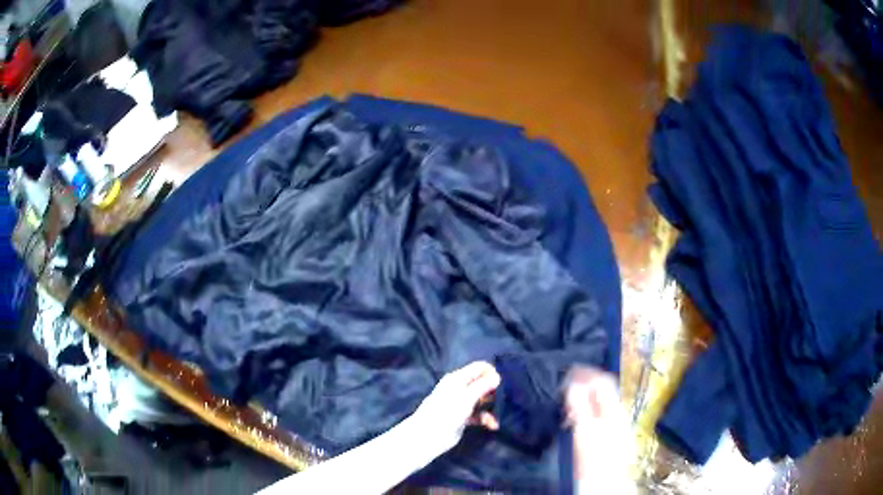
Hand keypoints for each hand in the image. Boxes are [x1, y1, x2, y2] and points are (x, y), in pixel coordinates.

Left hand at [405, 361, 500, 458]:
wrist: (428, 436)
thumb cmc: (446, 412)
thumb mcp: (466, 397)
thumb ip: (482, 386)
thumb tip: (497, 376)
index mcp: (458, 378)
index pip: (479, 368)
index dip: (492, 373)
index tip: (501, 385)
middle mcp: (460, 388)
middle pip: (482, 383)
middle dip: (493, 391)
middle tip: (502, 401)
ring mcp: (461, 403)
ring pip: (482, 400)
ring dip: (491, 407)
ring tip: (498, 416)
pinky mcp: (463, 417)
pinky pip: (479, 414)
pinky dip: (486, 418)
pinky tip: (493, 426)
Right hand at [564, 366, 633, 492]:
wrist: (605, 483)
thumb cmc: (594, 458)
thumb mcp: (585, 432)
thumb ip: (581, 407)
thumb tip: (573, 383)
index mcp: (613, 409)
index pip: (603, 381)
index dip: (586, 373)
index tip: (567, 371)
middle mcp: (617, 413)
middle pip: (604, 388)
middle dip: (585, 381)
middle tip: (565, 381)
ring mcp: (616, 424)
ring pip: (602, 400)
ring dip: (585, 394)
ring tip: (567, 396)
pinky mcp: (610, 435)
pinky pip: (599, 411)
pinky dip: (587, 407)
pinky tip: (576, 416)